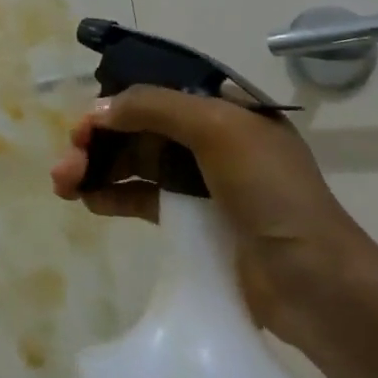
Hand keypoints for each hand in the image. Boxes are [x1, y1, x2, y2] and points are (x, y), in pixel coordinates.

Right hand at [51, 88, 377, 344]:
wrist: (315, 284)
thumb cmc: (272, 194)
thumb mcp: (218, 130)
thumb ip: (154, 108)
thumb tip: (97, 110)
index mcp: (225, 109)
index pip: (155, 93)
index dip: (114, 104)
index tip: (82, 126)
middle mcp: (211, 139)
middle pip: (138, 129)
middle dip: (97, 141)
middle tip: (66, 164)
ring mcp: (202, 182)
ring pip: (135, 163)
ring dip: (96, 168)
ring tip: (63, 185)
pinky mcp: (192, 220)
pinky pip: (142, 198)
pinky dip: (112, 196)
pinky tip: (88, 203)